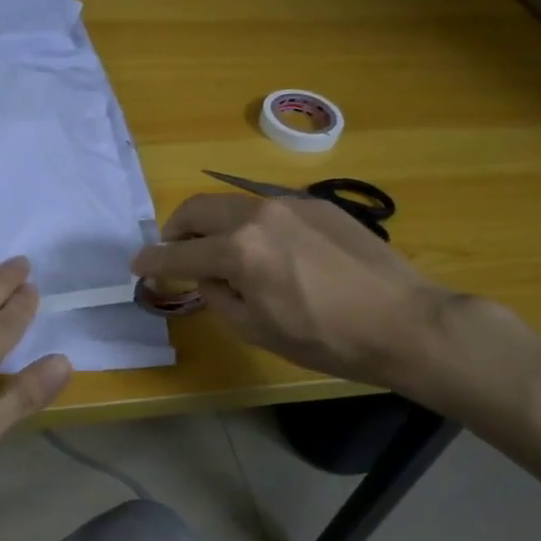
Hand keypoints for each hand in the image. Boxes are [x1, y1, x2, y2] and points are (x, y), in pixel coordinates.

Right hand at [131, 194, 459, 392]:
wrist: (404, 321)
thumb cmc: (326, 339)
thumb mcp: (258, 329)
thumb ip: (218, 297)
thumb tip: (205, 275)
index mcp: (239, 251)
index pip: (180, 253)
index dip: (153, 261)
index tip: (137, 264)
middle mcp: (257, 214)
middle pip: (198, 209)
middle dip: (176, 229)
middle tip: (174, 250)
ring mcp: (289, 203)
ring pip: (232, 202)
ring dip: (212, 222)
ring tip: (217, 248)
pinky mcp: (316, 203)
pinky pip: (266, 206)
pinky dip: (249, 222)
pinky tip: (265, 247)